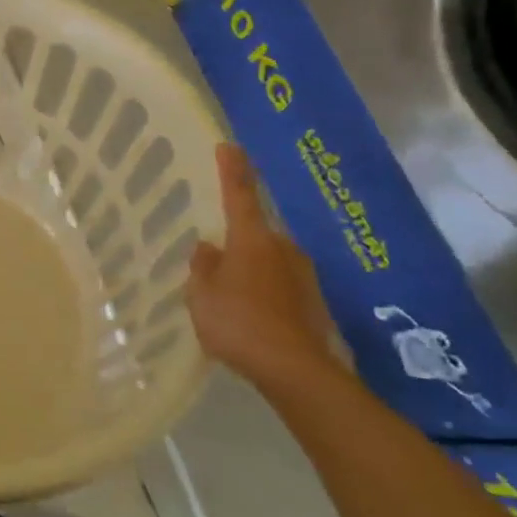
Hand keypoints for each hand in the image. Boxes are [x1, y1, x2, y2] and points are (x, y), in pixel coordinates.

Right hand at [185, 143, 346, 390]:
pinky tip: (252, 318)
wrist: (296, 371)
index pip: (239, 194)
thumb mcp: (202, 294)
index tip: (228, 146)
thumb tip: (208, 247)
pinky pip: (280, 286)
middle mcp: (283, 248)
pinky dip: (265, 293)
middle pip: (255, 234)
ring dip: (251, 270)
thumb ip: (202, 266)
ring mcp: (303, 275)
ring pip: (268, 262)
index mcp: (252, 239)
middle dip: (237, 243)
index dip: (232, 169)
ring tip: (230, 298)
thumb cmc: (239, 322)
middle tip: (214, 263)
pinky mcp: (314, 301)